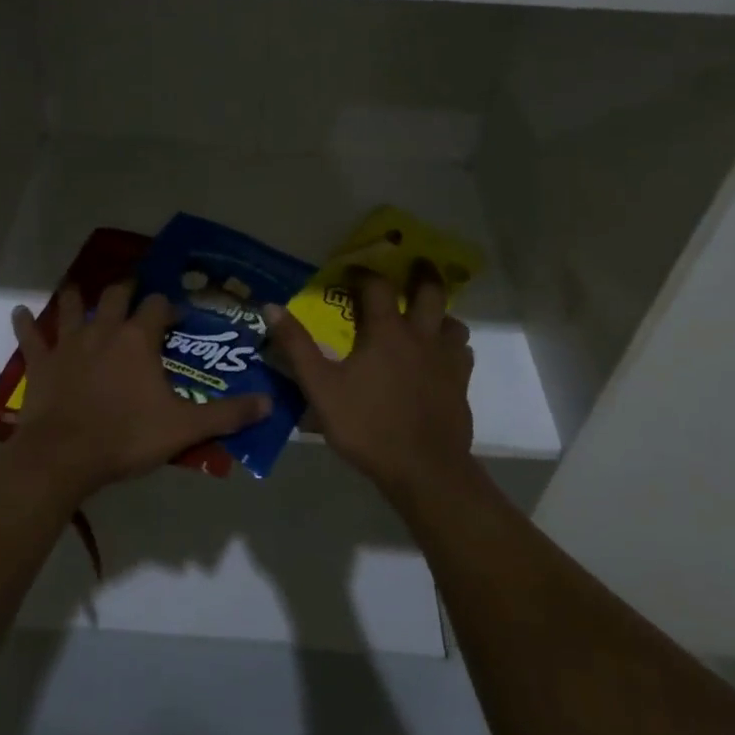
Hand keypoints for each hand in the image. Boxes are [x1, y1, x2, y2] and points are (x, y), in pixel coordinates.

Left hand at [9, 281, 272, 497]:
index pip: (157, 306)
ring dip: (76, 297)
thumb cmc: (126, 437)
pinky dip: (26, 325)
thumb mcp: (184, 427)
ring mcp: (69, 344)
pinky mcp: (41, 363)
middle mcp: (103, 331)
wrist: (64, 456)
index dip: (168, 307)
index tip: (175, 318)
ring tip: (79, 288)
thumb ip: (227, 414)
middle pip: (115, 296)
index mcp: (138, 339)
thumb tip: (269, 403)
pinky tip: (20, 313)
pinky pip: (31, 337)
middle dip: (126, 290)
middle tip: (133, 293)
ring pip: (72, 308)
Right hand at [266, 263, 476, 498]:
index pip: (377, 287)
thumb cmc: (367, 426)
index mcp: (386, 332)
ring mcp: (446, 361)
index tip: (352, 272)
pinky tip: (440, 357)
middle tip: (414, 264)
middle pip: (429, 292)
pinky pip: (462, 353)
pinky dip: (451, 346)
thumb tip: (271, 307)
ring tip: (427, 315)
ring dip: (439, 312)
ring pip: (452, 322)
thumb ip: (296, 346)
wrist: (424, 469)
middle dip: (421, 274)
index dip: (364, 274)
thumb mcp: (320, 387)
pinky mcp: (461, 385)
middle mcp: (421, 336)